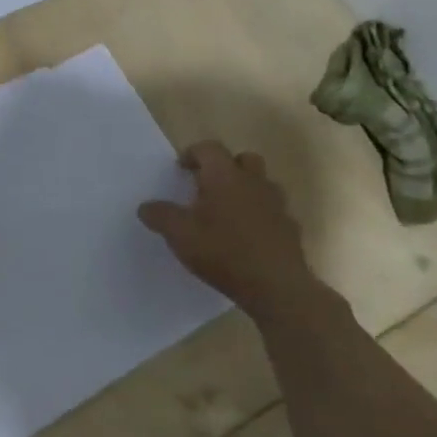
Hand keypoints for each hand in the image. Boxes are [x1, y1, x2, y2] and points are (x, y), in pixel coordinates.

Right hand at [137, 142, 319, 322]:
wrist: (277, 287)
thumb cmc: (223, 252)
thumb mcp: (179, 235)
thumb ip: (160, 216)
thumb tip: (145, 207)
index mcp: (224, 176)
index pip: (209, 148)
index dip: (192, 154)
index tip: (180, 170)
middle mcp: (253, 182)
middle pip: (243, 159)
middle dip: (225, 167)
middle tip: (207, 186)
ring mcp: (277, 205)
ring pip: (261, 184)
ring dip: (245, 190)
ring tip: (226, 212)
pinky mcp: (290, 228)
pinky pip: (273, 211)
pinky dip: (260, 215)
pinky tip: (247, 237)